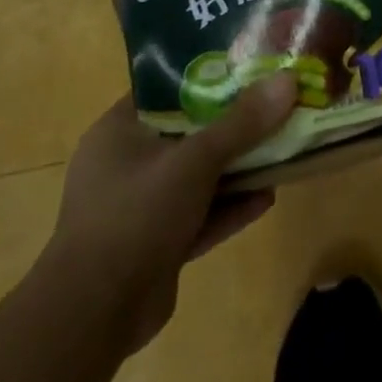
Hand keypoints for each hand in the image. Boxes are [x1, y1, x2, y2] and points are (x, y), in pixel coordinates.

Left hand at [44, 77, 296, 352]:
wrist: (94, 315)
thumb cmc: (135, 216)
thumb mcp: (194, 161)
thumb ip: (242, 123)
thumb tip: (288, 79)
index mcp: (119, 133)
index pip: (166, 90)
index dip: (208, 76)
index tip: (250, 66)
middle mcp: (127, 165)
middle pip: (190, 132)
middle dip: (234, 123)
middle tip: (276, 104)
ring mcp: (141, 208)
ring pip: (198, 176)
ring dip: (238, 167)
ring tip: (283, 148)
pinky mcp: (157, 244)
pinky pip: (201, 215)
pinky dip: (231, 206)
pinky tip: (269, 197)